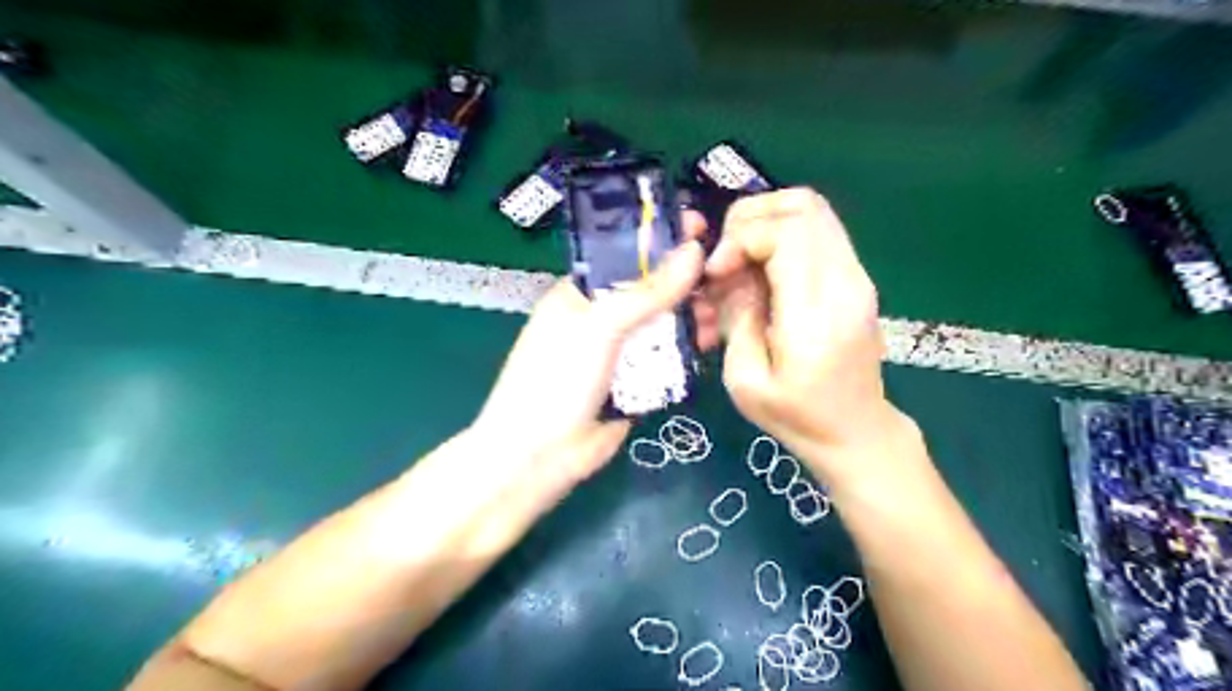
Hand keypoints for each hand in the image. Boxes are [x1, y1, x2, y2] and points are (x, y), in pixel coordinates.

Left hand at [470, 238, 702, 496]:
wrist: (539, 457)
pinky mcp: (635, 384)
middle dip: (685, 283)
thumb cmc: (557, 379)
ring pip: (663, 325)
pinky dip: (687, 350)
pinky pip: (667, 359)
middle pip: (651, 291)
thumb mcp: (599, 326)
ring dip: (690, 317)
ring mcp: (618, 353)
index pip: (626, 255)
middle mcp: (600, 318)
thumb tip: (693, 250)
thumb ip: (647, 291)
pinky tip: (710, 345)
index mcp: (581, 294)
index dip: (661, 241)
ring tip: (717, 318)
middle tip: (722, 279)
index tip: (700, 227)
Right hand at [697, 186, 900, 480]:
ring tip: (738, 259)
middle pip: (803, 206)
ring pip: (812, 209)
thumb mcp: (746, 380)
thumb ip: (738, 317)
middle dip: (750, 218)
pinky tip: (760, 270)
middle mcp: (845, 283)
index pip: (786, 233)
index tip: (715, 272)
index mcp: (816, 314)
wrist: (856, 432)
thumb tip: (732, 272)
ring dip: (765, 223)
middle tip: (724, 256)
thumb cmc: (796, 417)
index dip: (741, 238)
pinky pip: (817, 231)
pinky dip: (781, 236)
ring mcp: (856, 276)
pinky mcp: (855, 277)